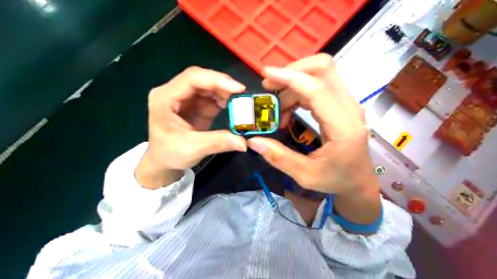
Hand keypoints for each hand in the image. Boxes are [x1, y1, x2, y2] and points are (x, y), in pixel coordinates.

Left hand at [135, 66, 245, 188]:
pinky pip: (212, 95)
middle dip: (223, 85)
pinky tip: (232, 106)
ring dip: (225, 92)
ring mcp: (185, 97)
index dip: (216, 80)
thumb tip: (244, 142)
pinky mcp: (196, 103)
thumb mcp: (193, 149)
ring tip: (240, 102)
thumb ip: (218, 142)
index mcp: (164, 98)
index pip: (191, 79)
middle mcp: (174, 92)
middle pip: (201, 78)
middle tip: (243, 95)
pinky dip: (224, 99)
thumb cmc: (170, 153)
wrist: (163, 161)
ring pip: (208, 85)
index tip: (239, 89)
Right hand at [248, 54, 380, 195]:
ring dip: (293, 84)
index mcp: (343, 126)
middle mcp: (349, 108)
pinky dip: (299, 91)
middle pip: (323, 69)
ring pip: (319, 75)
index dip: (290, 78)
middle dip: (292, 71)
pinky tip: (288, 110)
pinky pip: (318, 86)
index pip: (317, 89)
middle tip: (269, 87)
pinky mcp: (341, 104)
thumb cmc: (337, 179)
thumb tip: (253, 141)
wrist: (359, 180)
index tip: (266, 75)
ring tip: (277, 109)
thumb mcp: (306, 175)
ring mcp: (347, 103)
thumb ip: (279, 158)